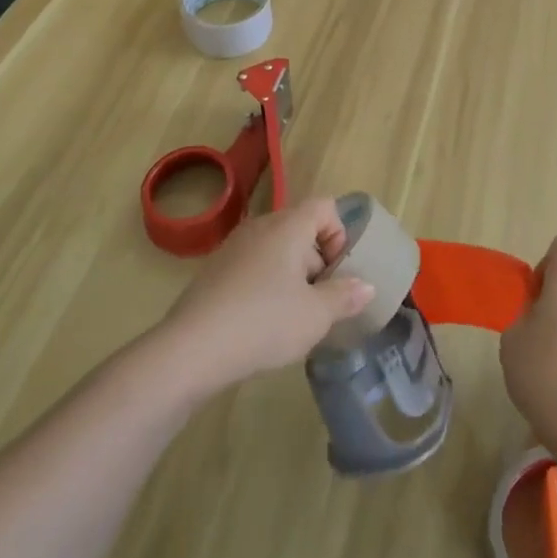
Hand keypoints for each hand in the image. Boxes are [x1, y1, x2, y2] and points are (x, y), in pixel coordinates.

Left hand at [159, 197, 373, 397]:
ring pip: (276, 250)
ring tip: (293, 317)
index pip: (324, 206)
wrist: (190, 350)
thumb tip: (366, 286)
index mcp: (288, 227)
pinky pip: (252, 267)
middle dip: (317, 262)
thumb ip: (344, 297)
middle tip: (320, 302)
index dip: (339, 234)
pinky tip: (261, 324)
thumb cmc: (264, 323)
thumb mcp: (315, 316)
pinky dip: (265, 286)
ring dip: (292, 276)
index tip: (337, 272)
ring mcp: (233, 248)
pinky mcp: (213, 272)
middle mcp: (260, 227)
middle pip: (301, 229)